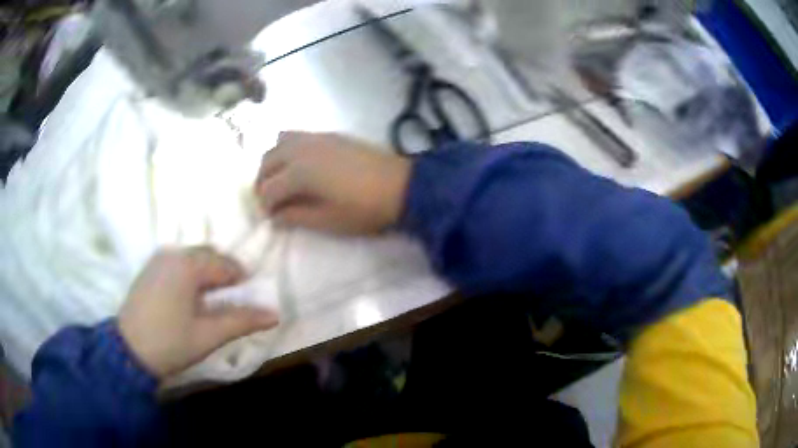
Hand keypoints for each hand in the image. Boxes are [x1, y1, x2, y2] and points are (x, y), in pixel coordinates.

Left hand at [118, 247, 278, 378]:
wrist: (128, 351)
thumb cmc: (170, 343)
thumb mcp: (209, 335)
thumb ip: (242, 321)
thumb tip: (274, 314)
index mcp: (187, 265)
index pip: (225, 265)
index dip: (241, 280)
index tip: (250, 296)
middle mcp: (172, 254)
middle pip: (208, 255)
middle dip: (224, 274)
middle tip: (233, 299)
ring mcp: (158, 259)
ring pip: (192, 258)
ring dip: (207, 273)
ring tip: (213, 300)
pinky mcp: (149, 269)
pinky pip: (178, 263)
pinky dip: (190, 274)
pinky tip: (190, 297)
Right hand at [255, 132, 411, 234]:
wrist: (401, 185)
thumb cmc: (364, 209)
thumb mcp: (328, 221)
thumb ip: (296, 217)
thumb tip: (275, 218)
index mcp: (298, 172)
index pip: (268, 189)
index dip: (266, 207)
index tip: (272, 219)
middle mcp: (300, 149)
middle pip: (267, 162)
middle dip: (263, 183)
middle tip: (272, 202)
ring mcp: (315, 138)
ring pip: (278, 144)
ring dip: (273, 162)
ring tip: (282, 180)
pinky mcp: (328, 134)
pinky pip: (296, 136)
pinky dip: (287, 149)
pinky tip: (300, 165)